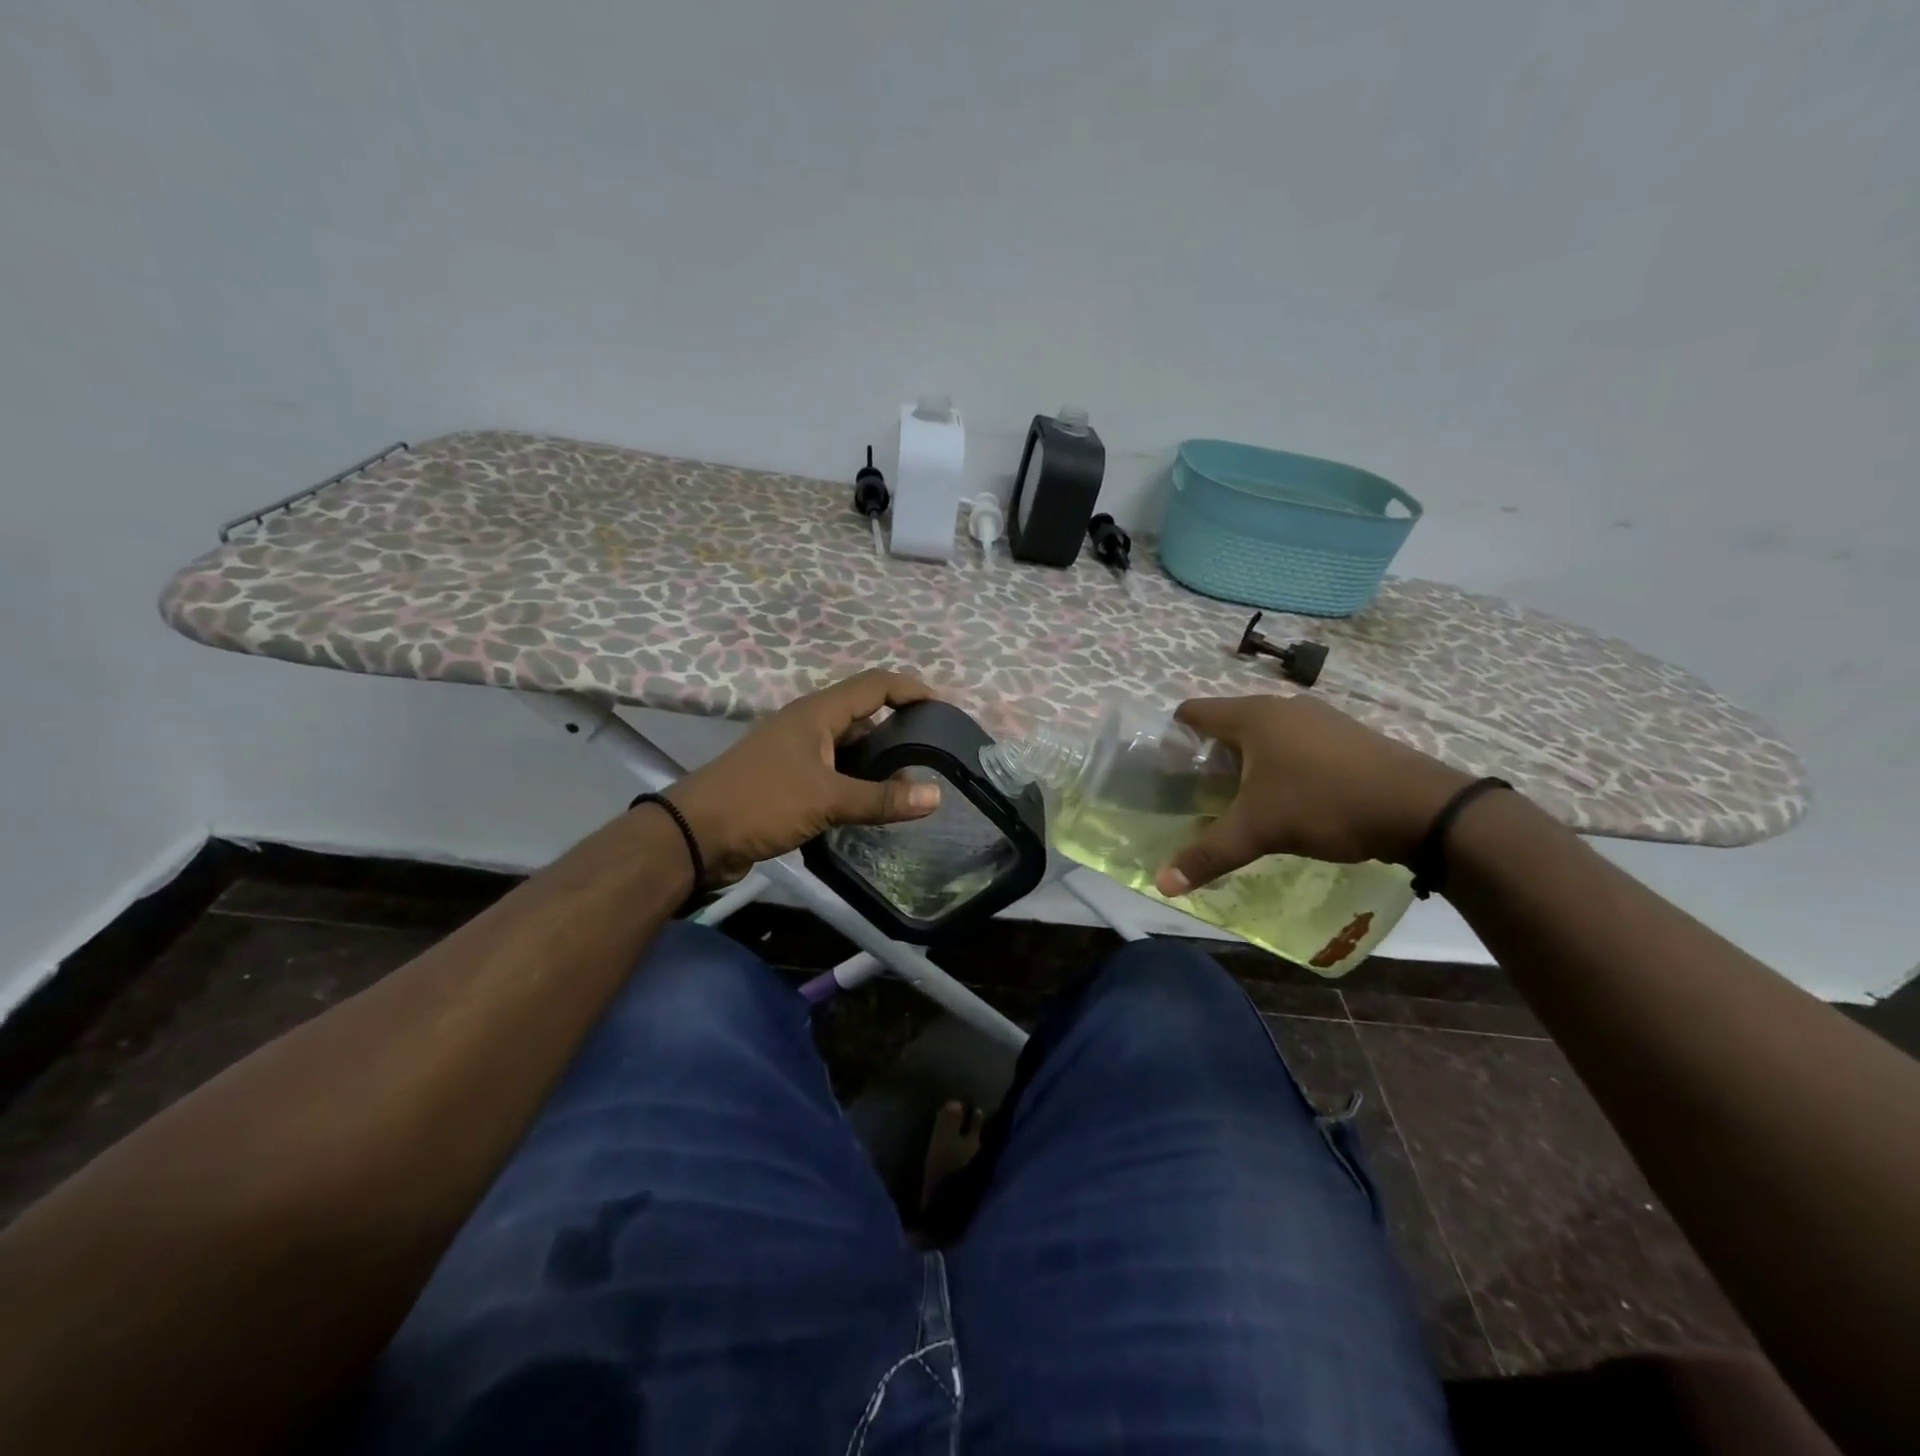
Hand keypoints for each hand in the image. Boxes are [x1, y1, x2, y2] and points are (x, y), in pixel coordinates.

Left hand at [666, 671, 942, 883]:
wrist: (696, 834)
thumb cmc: (762, 802)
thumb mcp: (827, 799)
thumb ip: (881, 798)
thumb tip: (936, 796)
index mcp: (817, 713)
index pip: (874, 685)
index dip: (910, 688)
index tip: (943, 706)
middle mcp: (808, 725)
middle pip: (862, 714)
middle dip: (899, 726)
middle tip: (934, 749)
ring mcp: (796, 752)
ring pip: (848, 746)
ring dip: (877, 758)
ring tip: (913, 779)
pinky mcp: (787, 780)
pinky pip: (833, 772)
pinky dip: (857, 781)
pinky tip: (874, 802)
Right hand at [1155, 693, 1471, 895]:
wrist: (1422, 808)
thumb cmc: (1325, 804)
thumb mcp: (1259, 831)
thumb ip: (1208, 854)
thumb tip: (1161, 884)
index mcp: (1253, 716)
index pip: (1192, 712)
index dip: (1172, 738)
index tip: (1166, 773)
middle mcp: (1283, 706)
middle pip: (1227, 724)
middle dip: (1208, 756)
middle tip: (1198, 795)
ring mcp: (1320, 718)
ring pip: (1264, 734)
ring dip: (1246, 762)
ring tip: (1240, 801)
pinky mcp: (1347, 736)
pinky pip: (1296, 743)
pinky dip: (1280, 764)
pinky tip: (1289, 798)